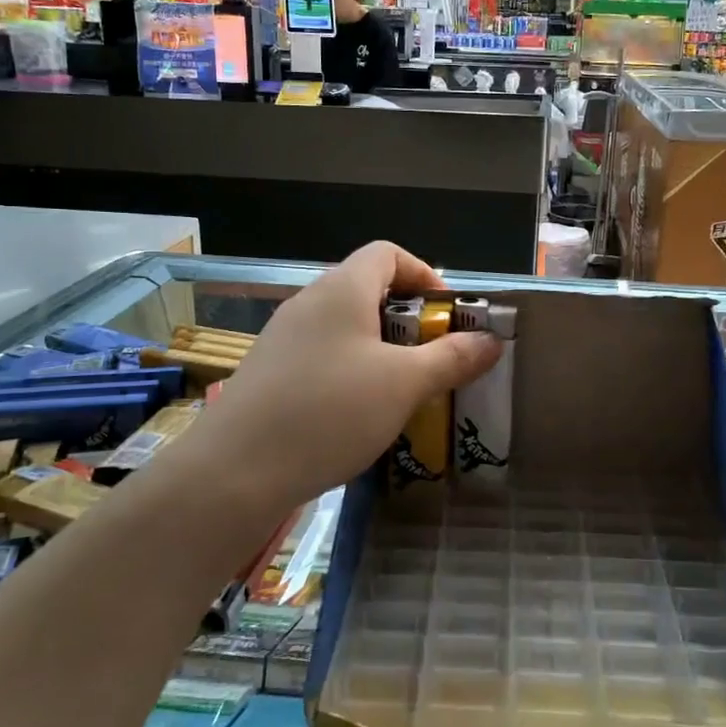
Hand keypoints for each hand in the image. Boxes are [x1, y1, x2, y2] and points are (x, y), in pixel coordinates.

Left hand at [201, 242, 501, 514]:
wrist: (233, 473)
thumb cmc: (329, 412)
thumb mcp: (403, 385)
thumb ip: (452, 358)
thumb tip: (491, 341)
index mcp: (342, 289)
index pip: (387, 253)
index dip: (424, 274)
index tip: (448, 315)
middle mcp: (309, 302)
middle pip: (367, 289)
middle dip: (408, 319)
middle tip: (433, 359)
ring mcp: (283, 337)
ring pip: (345, 327)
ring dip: (381, 349)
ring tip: (402, 391)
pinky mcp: (269, 372)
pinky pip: (322, 355)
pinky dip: (351, 371)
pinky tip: (358, 414)